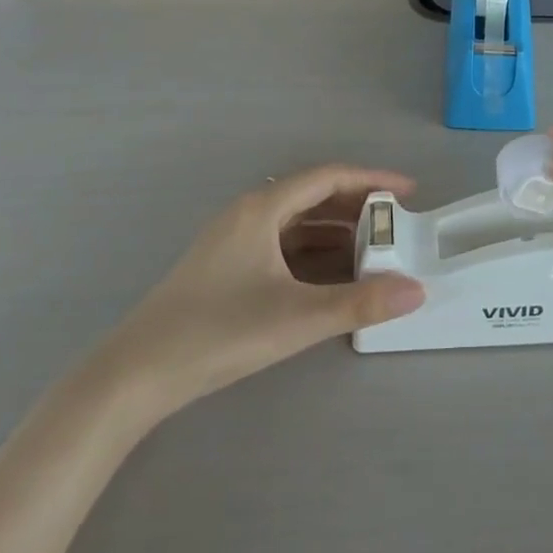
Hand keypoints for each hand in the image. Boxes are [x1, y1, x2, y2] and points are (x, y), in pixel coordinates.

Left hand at [96, 166, 425, 414]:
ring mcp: (233, 240)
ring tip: (374, 249)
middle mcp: (248, 213)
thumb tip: (417, 290)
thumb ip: (360, 303)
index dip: (371, 179)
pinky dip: (312, 252)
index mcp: (262, 208)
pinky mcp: (225, 267)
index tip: (408, 191)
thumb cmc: (217, 332)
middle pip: (313, 196)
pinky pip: (281, 245)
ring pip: (296, 222)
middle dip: (357, 206)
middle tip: (396, 223)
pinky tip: (331, 275)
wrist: (134, 375)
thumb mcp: (296, 318)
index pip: (328, 177)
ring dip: (336, 231)